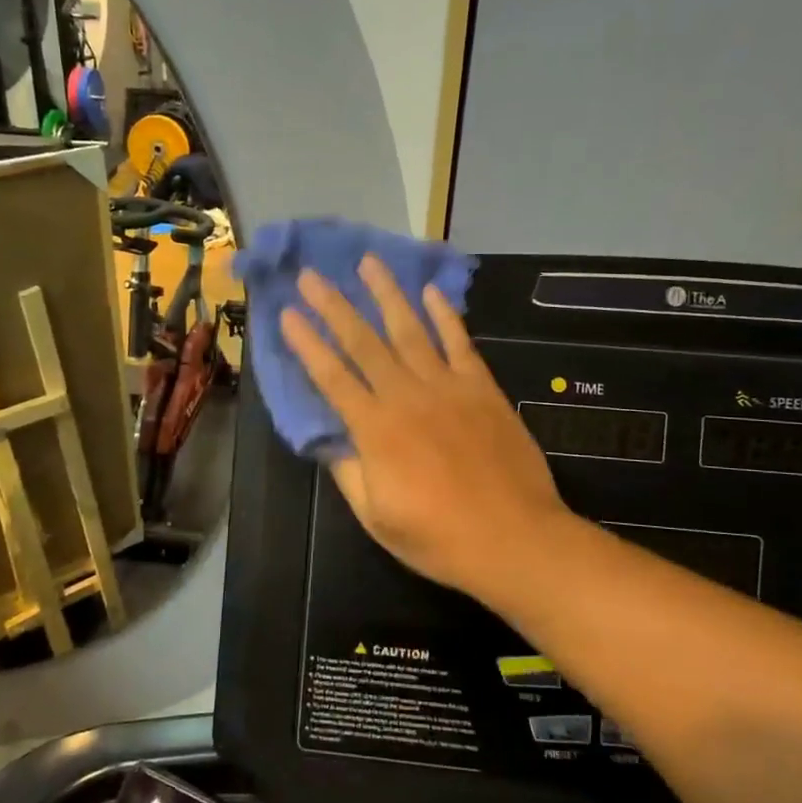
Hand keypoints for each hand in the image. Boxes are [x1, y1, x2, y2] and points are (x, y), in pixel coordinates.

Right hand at [281, 256, 566, 597]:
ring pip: (410, 330)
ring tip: (369, 263)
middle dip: (335, 306)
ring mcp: (448, 387)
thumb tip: (329, 439)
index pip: (331, 377)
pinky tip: (430, 292)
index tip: (288, 313)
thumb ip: (349, 471)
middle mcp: (407, 397)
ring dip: (387, 295)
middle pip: (364, 342)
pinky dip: (445, 316)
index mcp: (375, 430)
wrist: (514, 539)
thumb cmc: (438, 538)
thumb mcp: (376, 517)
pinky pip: (460, 343)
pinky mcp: (482, 389)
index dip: (307, 343)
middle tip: (313, 274)